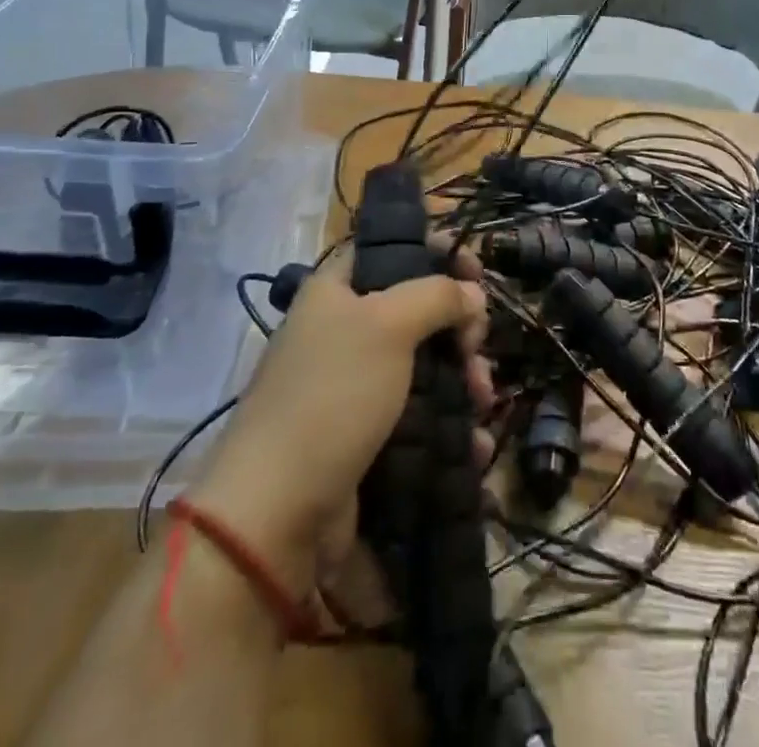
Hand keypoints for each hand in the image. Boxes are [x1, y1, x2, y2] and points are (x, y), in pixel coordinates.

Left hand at [193, 237, 492, 601]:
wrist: (277, 511)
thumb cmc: (333, 395)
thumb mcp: (388, 326)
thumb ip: (436, 295)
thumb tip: (472, 292)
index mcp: (335, 291)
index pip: (390, 249)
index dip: (434, 251)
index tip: (475, 271)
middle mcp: (343, 331)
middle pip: (415, 309)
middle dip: (458, 326)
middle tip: (477, 347)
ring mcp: (354, 387)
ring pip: (424, 364)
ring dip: (462, 377)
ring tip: (481, 401)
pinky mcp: (366, 436)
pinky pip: (419, 416)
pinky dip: (450, 425)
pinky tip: (475, 443)